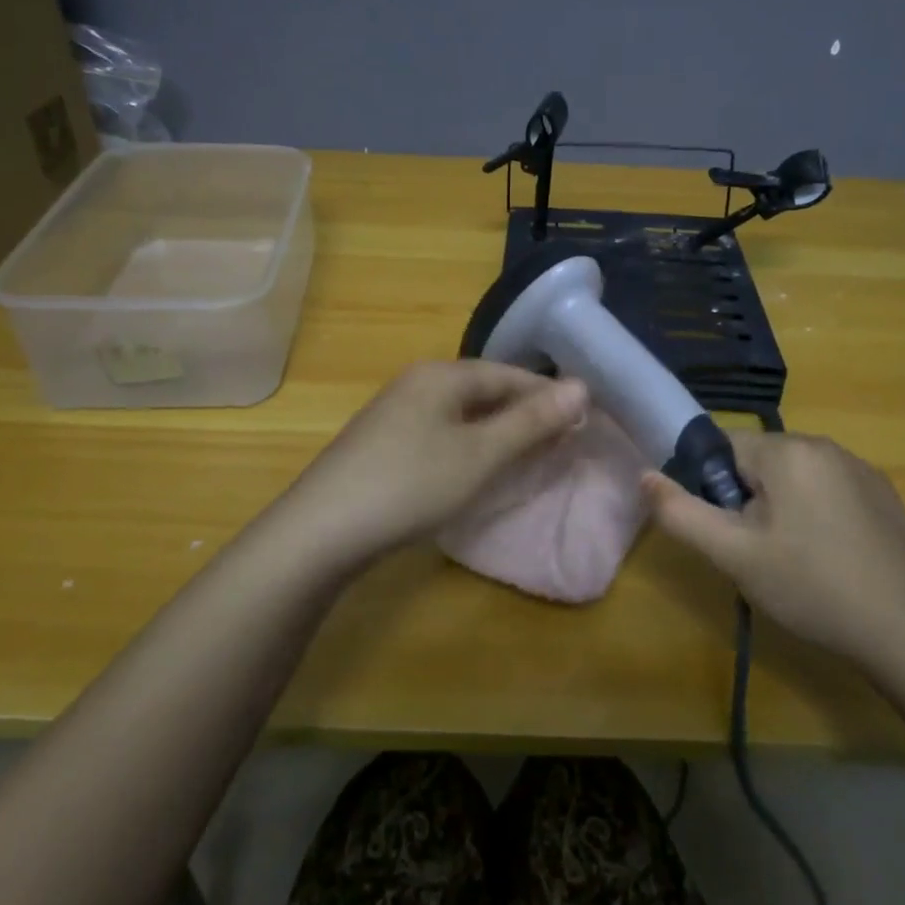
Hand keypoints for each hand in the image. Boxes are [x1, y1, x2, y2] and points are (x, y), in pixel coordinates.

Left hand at [264, 360, 588, 567]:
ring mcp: (395, 412)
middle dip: (525, 412)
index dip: (548, 394)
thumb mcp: (480, 454)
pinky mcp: (383, 442)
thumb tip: (581, 386)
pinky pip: (441, 431)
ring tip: (529, 454)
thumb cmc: (410, 485)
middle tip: (562, 439)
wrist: (321, 530)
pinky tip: (477, 467)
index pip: (509, 374)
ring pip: (462, 412)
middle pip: (485, 389)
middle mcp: (417, 382)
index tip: (584, 419)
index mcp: (441, 375)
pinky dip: (470, 444)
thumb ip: (530, 421)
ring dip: (499, 430)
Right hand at [643, 432, 904, 672]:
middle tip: (758, 552)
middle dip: (749, 499)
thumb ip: (681, 512)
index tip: (729, 532)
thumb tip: (643, 475)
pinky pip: (829, 488)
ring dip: (782, 506)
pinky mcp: (884, 492)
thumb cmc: (810, 587)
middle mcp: (824, 444)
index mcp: (787, 450)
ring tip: (794, 559)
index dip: (715, 489)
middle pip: (760, 461)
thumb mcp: (733, 555)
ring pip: (794, 476)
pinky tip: (830, 557)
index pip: (723, 448)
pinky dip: (818, 512)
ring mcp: (860, 467)